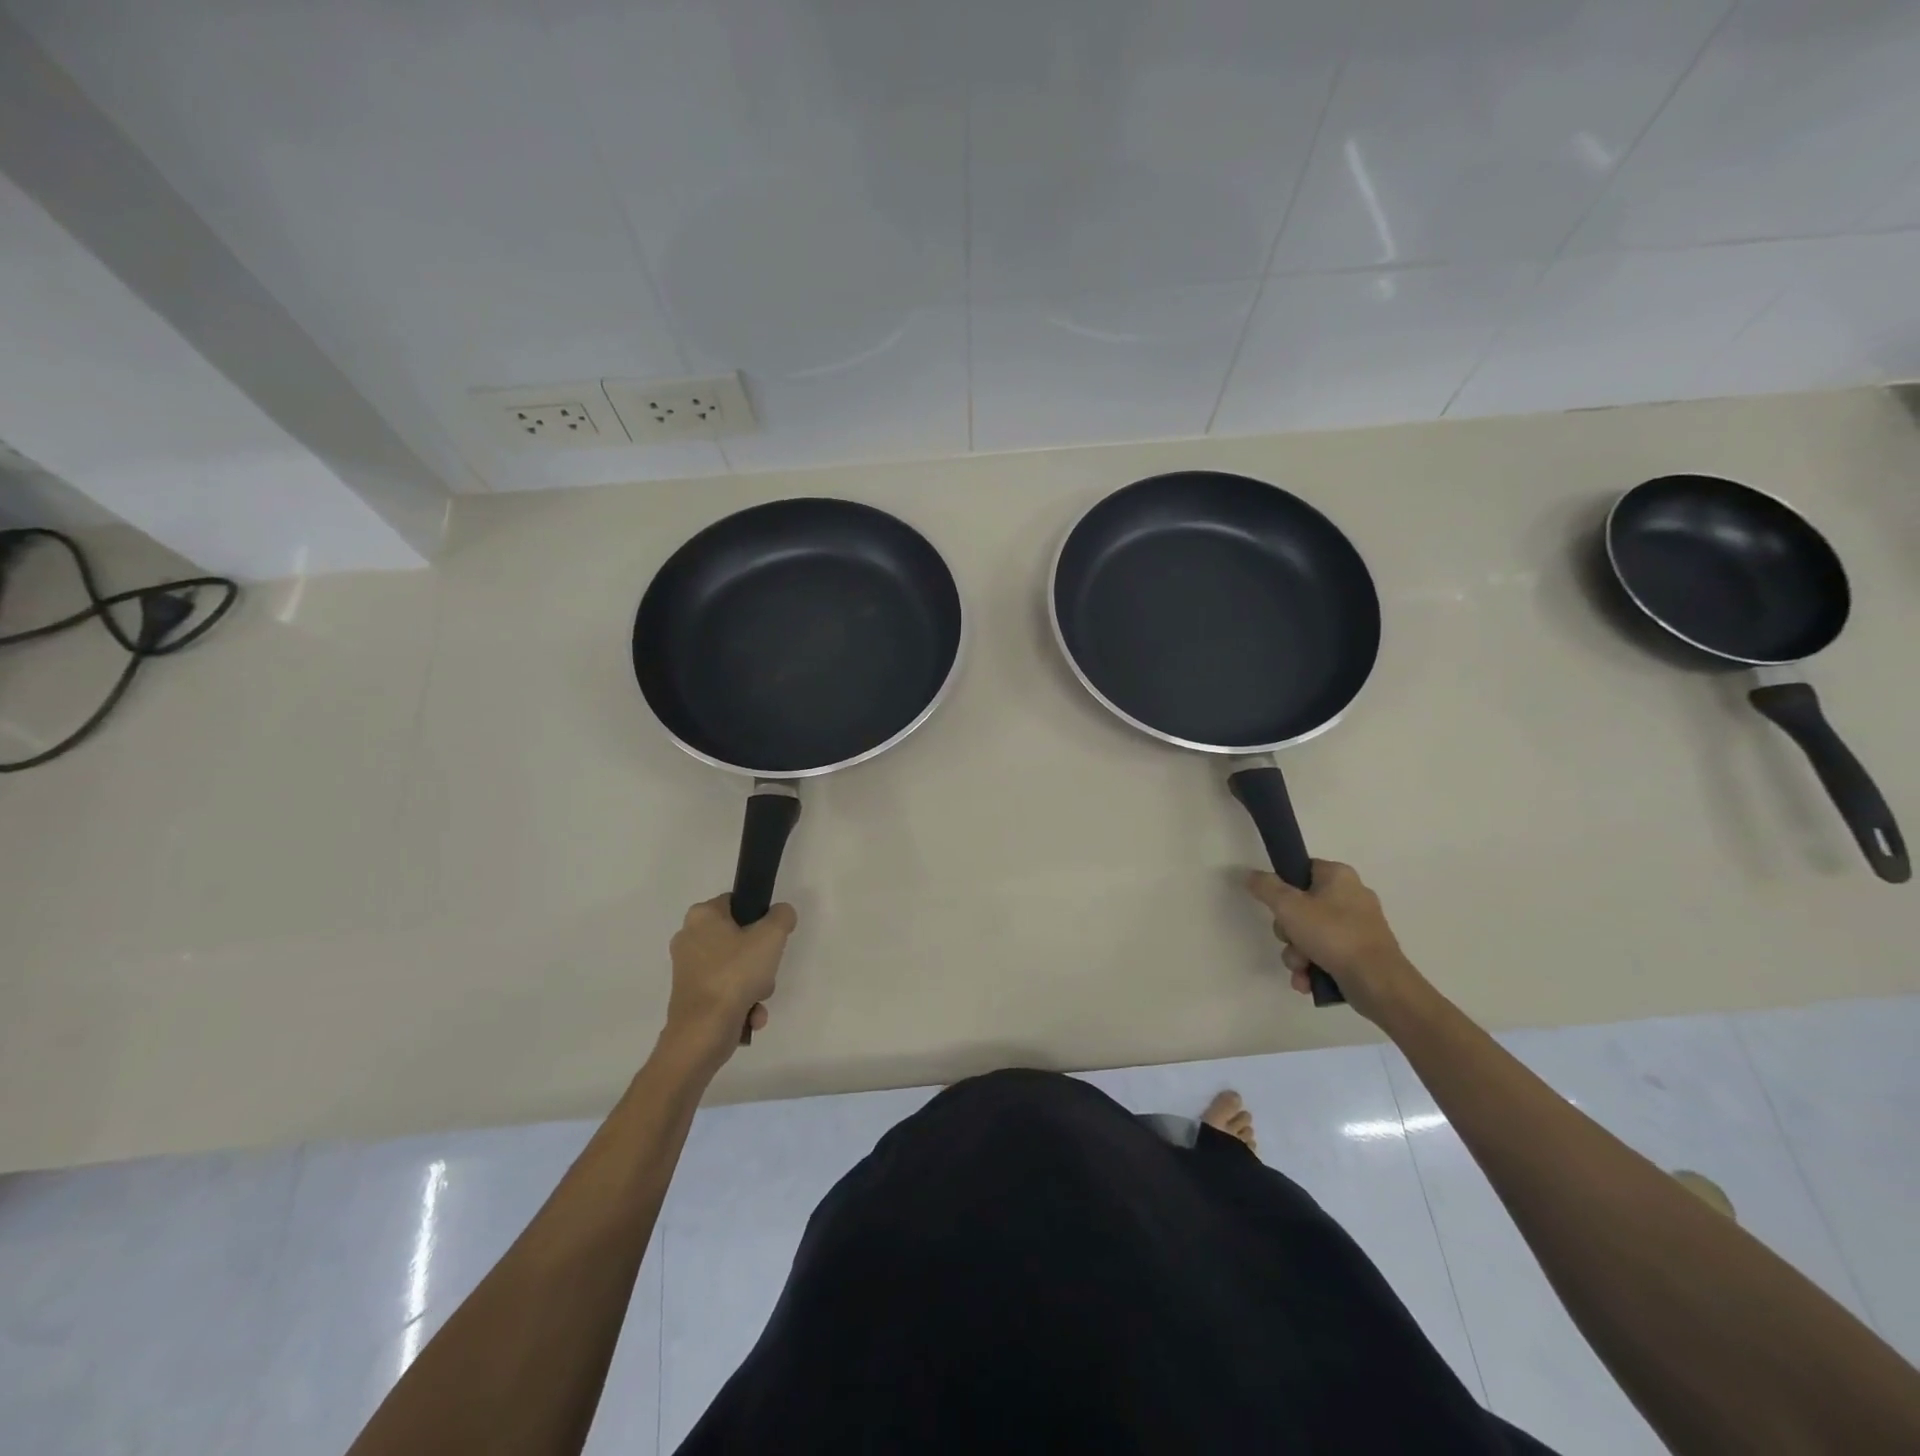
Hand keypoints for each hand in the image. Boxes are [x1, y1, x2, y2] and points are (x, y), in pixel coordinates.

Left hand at [663, 895, 796, 1066]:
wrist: (703, 1033)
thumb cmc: (735, 975)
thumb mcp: (771, 937)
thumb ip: (782, 916)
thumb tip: (781, 914)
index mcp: (701, 916)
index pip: (737, 903)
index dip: (760, 918)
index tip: (772, 937)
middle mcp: (689, 938)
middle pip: (739, 939)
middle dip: (760, 960)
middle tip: (767, 970)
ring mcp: (687, 970)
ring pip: (735, 968)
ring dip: (755, 985)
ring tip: (758, 999)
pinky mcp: (690, 997)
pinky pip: (725, 990)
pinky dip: (741, 1002)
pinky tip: (751, 1015)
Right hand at [1246, 861, 1428, 1024]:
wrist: (1378, 982)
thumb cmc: (1333, 935)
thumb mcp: (1289, 906)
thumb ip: (1265, 887)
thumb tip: (1250, 875)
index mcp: (1339, 876)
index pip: (1301, 870)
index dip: (1283, 887)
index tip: (1277, 906)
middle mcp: (1352, 896)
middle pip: (1302, 906)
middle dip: (1288, 931)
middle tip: (1290, 940)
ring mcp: (1358, 927)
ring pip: (1311, 934)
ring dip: (1297, 954)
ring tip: (1301, 968)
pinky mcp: (1361, 953)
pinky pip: (1326, 953)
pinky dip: (1314, 967)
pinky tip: (1308, 980)